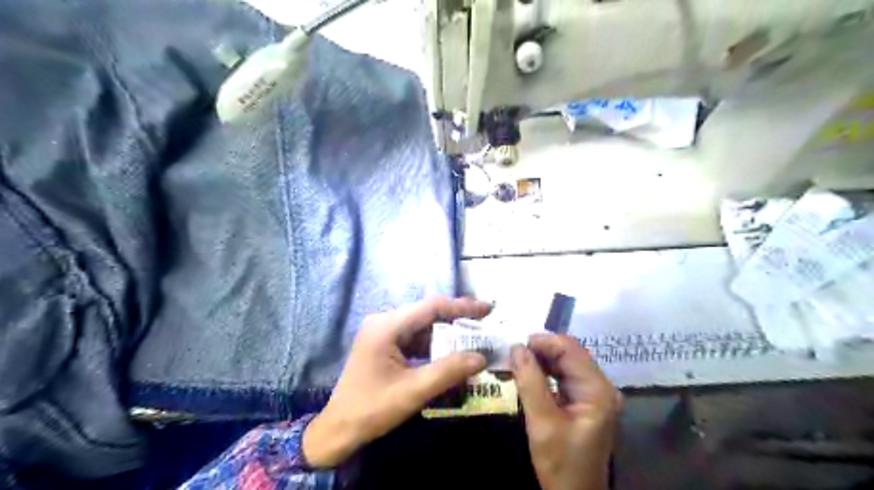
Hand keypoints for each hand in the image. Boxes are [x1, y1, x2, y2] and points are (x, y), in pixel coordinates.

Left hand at [302, 296, 489, 468]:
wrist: (338, 430)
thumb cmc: (372, 409)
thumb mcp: (414, 391)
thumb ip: (448, 371)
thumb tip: (481, 357)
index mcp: (387, 326)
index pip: (431, 307)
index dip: (461, 307)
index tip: (487, 309)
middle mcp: (384, 322)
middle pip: (427, 313)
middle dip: (456, 318)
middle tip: (484, 322)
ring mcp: (383, 333)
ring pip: (422, 326)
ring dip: (446, 333)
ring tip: (474, 337)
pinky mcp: (385, 345)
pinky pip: (414, 338)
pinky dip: (434, 344)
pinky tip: (451, 352)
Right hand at [510, 332, 625, 488]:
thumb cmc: (561, 464)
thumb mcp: (542, 423)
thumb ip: (530, 382)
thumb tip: (516, 347)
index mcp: (598, 390)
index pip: (570, 349)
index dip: (543, 342)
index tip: (515, 344)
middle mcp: (601, 386)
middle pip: (570, 353)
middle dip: (541, 349)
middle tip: (512, 352)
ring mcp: (595, 394)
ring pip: (566, 363)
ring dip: (541, 359)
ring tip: (516, 360)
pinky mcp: (585, 401)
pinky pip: (564, 376)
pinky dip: (545, 371)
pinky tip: (528, 373)